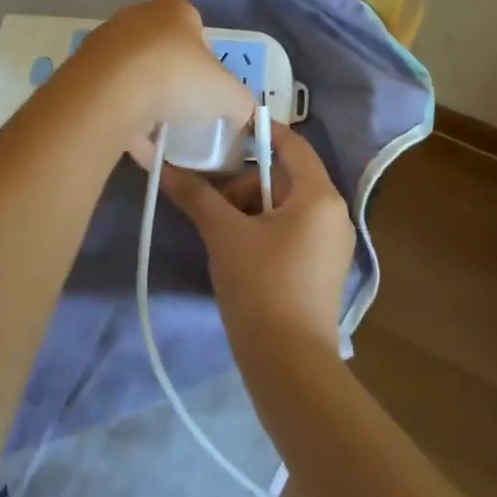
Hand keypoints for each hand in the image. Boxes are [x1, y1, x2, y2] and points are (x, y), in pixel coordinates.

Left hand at [69, 0, 255, 142]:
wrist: (109, 92)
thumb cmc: (177, 78)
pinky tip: (137, 145)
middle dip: (174, 78)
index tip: (208, 88)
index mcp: (175, 10)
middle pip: (163, 49)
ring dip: (146, 99)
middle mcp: (138, 16)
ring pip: (134, 72)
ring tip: (160, 130)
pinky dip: (124, 118)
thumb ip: (242, 104)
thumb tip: (242, 116)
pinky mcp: (82, 68)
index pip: (197, 28)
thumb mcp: (228, 94)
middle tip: (185, 108)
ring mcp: (106, 41)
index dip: (206, 59)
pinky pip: (111, 96)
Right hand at [145, 122, 355, 367]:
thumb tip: (162, 166)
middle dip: (244, 185)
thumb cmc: (261, 286)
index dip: (260, 131)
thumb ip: (196, 195)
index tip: (226, 130)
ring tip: (221, 235)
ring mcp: (332, 244)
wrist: (289, 365)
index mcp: (319, 196)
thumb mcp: (223, 234)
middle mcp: (334, 214)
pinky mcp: (323, 269)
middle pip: (284, 178)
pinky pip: (292, 231)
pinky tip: (239, 253)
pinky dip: (265, 230)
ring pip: (285, 207)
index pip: (292, 144)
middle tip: (213, 204)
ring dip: (250, 210)